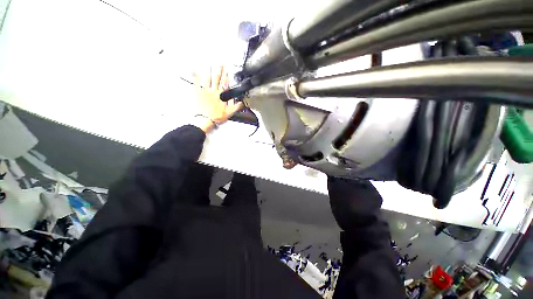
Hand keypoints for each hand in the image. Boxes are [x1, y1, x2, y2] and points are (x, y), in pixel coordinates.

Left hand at [193, 66, 242, 132]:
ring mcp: (205, 91)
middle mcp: (214, 91)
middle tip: (220, 64)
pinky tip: (193, 70)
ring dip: (209, 71)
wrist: (205, 120)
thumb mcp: (230, 113)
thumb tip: (241, 102)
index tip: (227, 70)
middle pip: (217, 79)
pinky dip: (195, 76)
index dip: (226, 76)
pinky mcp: (198, 93)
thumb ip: (236, 107)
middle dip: (219, 71)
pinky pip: (196, 83)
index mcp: (221, 95)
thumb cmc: (217, 117)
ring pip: (208, 79)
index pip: (225, 84)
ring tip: (210, 65)